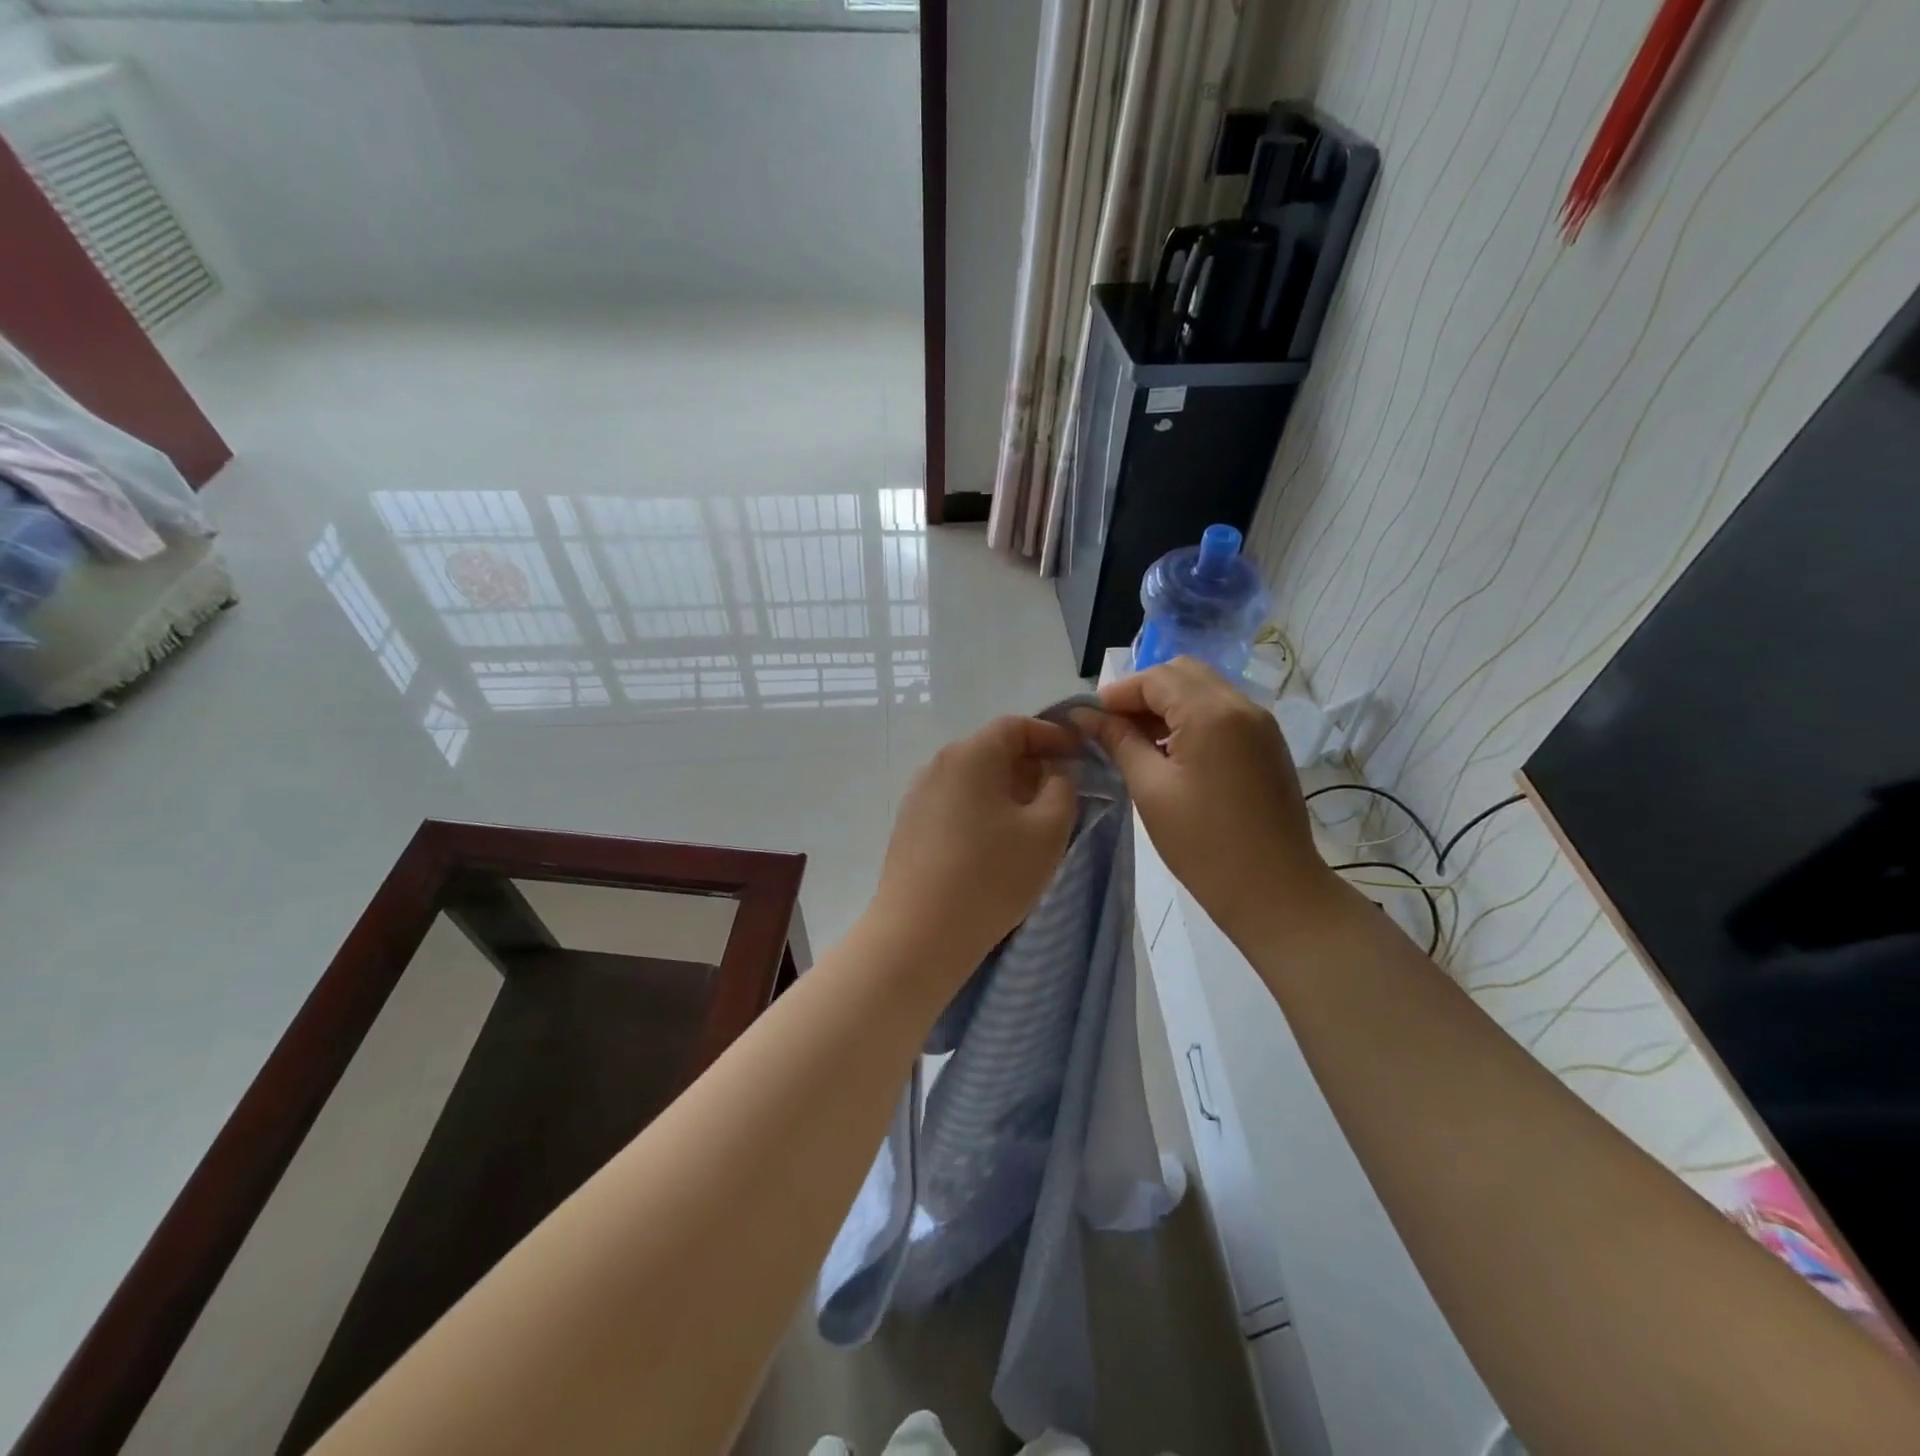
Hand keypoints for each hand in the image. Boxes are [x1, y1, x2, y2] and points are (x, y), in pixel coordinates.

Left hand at [870, 715, 1081, 974]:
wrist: (920, 932)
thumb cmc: (992, 875)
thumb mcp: (1048, 830)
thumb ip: (1062, 788)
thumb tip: (1053, 772)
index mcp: (971, 755)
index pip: (1016, 726)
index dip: (1051, 735)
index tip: (1079, 753)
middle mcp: (938, 765)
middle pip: (991, 750)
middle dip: (1030, 764)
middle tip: (1061, 790)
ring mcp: (918, 795)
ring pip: (972, 778)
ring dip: (1005, 789)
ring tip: (1031, 820)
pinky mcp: (909, 826)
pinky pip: (954, 802)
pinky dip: (981, 808)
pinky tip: (995, 841)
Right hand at [1073, 658, 1337, 938]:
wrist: (1274, 890)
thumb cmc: (1203, 844)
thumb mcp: (1150, 789)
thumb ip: (1118, 741)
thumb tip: (1085, 715)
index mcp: (1211, 712)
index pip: (1156, 678)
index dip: (1118, 693)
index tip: (1089, 719)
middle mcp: (1241, 705)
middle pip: (1182, 674)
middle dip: (1143, 693)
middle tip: (1113, 728)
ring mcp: (1260, 724)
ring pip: (1204, 690)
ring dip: (1167, 705)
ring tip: (1137, 742)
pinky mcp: (1267, 744)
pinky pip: (1222, 711)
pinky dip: (1192, 718)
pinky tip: (1172, 753)